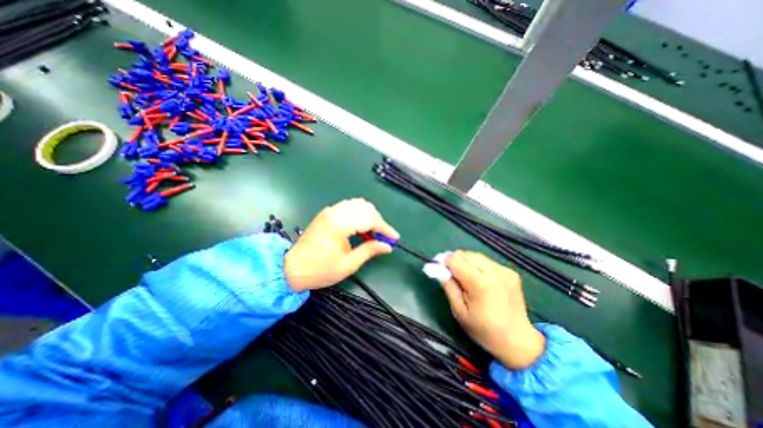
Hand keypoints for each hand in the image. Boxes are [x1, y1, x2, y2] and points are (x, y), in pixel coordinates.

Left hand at [285, 198, 399, 292]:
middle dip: (378, 221)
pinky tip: (361, 228)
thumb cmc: (320, 270)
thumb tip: (387, 246)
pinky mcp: (327, 213)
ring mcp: (330, 210)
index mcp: (340, 224)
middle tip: (383, 237)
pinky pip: (349, 207)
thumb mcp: (348, 264)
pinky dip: (360, 214)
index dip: (385, 228)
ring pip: (358, 204)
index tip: (394, 238)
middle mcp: (335, 212)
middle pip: (366, 207)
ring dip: (370, 216)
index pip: (370, 219)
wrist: (291, 268)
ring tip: (373, 233)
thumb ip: (370, 251)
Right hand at [439, 253, 545, 369]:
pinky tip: (480, 279)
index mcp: (479, 283)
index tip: (440, 270)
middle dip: (455, 261)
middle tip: (451, 274)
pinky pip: (487, 261)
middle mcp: (493, 272)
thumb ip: (448, 287)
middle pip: (465, 254)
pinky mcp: (510, 271)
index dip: (444, 262)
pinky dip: (478, 265)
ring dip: (466, 262)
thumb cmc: (484, 330)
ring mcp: (504, 270)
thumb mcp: (459, 312)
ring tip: (466, 277)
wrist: (519, 341)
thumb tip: (438, 269)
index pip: (455, 259)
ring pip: (476, 255)